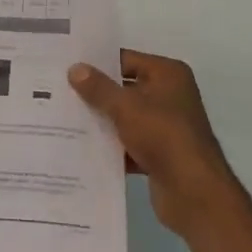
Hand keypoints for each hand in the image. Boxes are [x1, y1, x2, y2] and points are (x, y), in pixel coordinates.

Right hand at [69, 49, 241, 236]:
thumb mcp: (126, 107)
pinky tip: (80, 148)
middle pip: (124, 88)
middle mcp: (169, 95)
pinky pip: (128, 142)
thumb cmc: (163, 136)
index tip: (65, 66)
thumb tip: (74, 68)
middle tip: (57, 92)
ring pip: (124, 117)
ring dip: (100, 121)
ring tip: (62, 118)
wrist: (193, 192)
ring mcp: (165, 126)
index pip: (125, 59)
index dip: (96, 63)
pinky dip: (110, 146)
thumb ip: (98, 88)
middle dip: (94, 93)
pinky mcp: (159, 153)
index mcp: (167, 74)